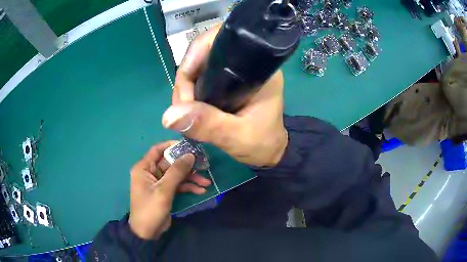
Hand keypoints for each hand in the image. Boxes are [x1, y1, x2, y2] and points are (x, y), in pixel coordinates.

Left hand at [128, 141, 210, 238]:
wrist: (148, 232)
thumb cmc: (150, 209)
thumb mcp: (163, 191)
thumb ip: (176, 172)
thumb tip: (190, 155)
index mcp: (144, 168)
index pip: (158, 150)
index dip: (172, 146)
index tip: (189, 146)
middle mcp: (151, 172)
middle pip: (170, 163)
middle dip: (187, 166)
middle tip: (204, 165)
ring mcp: (159, 182)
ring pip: (176, 174)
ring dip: (191, 178)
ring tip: (206, 182)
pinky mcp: (165, 192)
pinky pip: (178, 185)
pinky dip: (188, 187)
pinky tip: (200, 191)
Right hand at [162, 26, 287, 166]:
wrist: (268, 151)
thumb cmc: (262, 142)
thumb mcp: (238, 136)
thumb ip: (209, 125)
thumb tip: (170, 115)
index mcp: (257, 67)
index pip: (220, 42)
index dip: (195, 57)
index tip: (185, 89)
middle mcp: (244, 63)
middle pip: (204, 54)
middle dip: (186, 78)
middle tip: (181, 108)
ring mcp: (233, 71)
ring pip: (198, 67)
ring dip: (185, 87)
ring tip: (183, 112)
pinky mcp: (225, 82)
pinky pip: (199, 78)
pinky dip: (189, 92)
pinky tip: (187, 109)